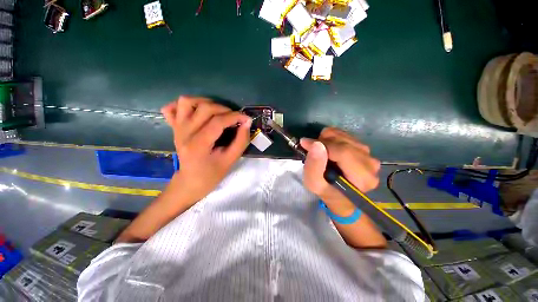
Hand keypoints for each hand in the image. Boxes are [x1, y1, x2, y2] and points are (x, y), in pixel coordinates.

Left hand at [161, 96, 251, 204]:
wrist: (190, 181)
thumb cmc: (212, 174)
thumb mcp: (231, 160)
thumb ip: (241, 141)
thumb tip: (247, 123)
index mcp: (198, 145)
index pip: (217, 122)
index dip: (235, 117)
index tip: (246, 118)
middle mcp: (184, 133)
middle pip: (204, 108)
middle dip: (224, 109)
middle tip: (234, 118)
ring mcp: (177, 128)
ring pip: (186, 102)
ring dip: (205, 102)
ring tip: (217, 111)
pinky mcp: (173, 127)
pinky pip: (171, 108)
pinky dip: (184, 105)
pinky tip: (196, 111)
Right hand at [300, 127, 379, 211]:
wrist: (340, 195)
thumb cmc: (327, 191)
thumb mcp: (314, 183)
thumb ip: (313, 166)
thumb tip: (316, 144)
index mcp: (362, 177)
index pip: (343, 152)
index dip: (322, 144)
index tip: (305, 143)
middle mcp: (370, 164)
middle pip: (344, 142)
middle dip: (323, 142)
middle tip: (312, 150)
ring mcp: (369, 155)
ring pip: (344, 136)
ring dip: (327, 140)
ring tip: (320, 152)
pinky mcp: (365, 149)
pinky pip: (346, 135)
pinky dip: (332, 138)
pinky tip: (328, 149)